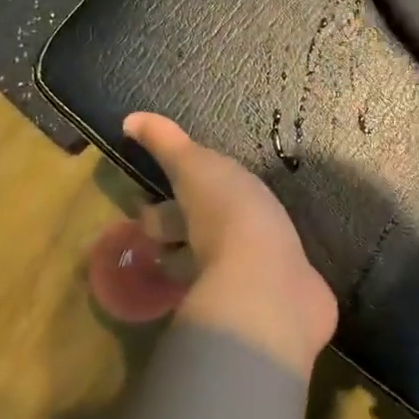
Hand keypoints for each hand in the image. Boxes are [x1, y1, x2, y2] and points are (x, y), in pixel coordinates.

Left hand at [123, 112, 336, 370]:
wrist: (271, 282)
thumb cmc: (229, 216)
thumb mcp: (197, 169)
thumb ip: (168, 146)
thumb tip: (128, 120)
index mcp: (186, 224)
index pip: (156, 220)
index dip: (153, 212)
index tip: (153, 200)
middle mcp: (206, 258)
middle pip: (185, 251)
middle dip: (186, 240)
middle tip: (200, 223)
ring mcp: (242, 283)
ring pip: (225, 269)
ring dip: (232, 259)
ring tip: (252, 238)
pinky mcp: (278, 297)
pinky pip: (272, 284)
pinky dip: (277, 277)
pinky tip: (290, 265)